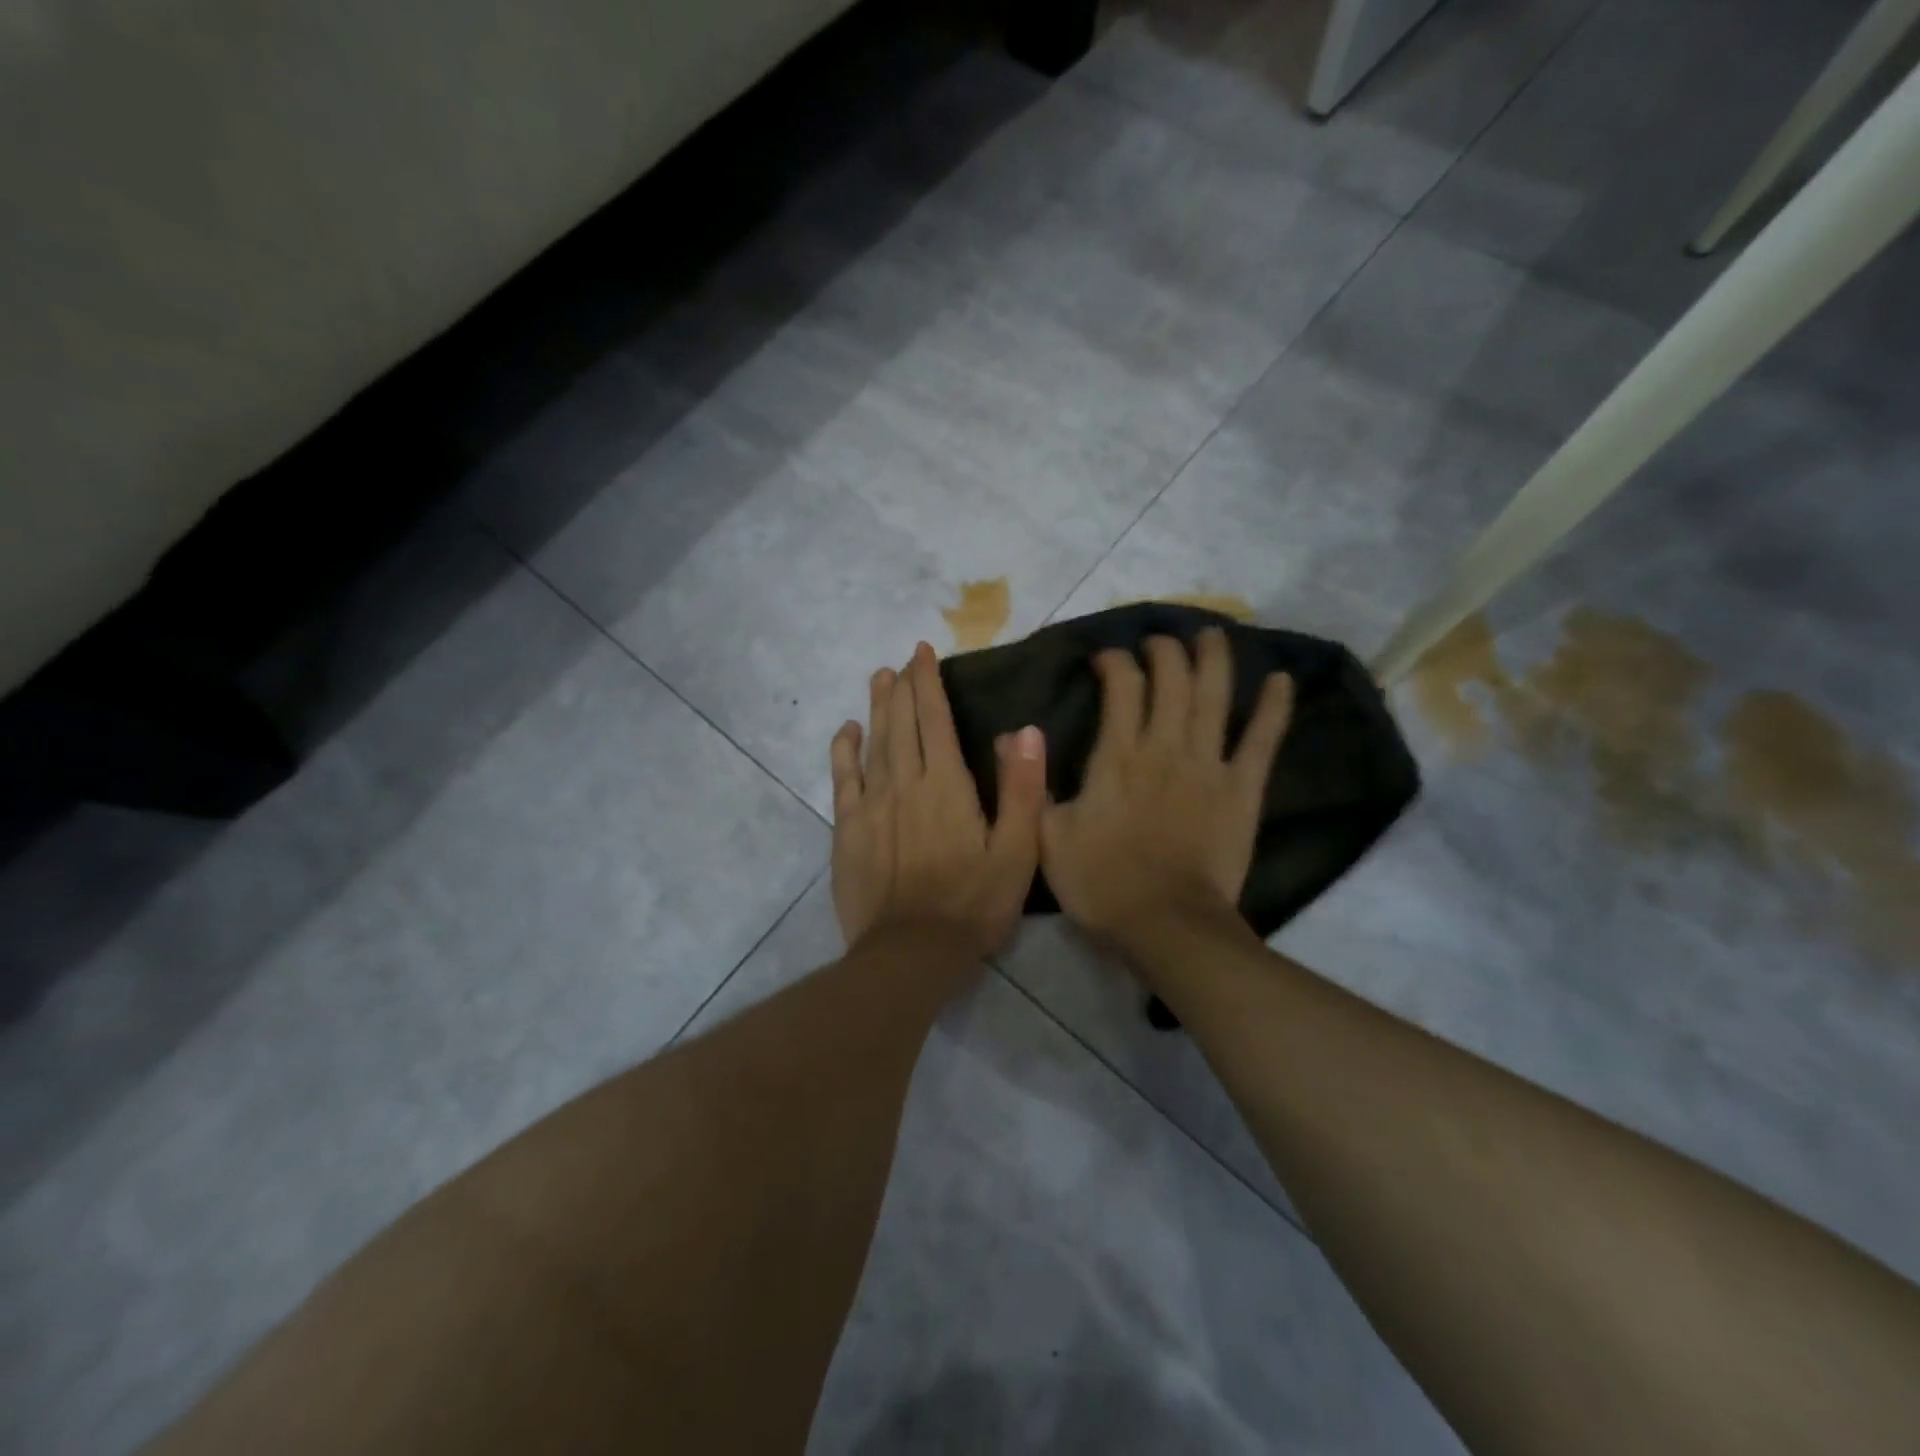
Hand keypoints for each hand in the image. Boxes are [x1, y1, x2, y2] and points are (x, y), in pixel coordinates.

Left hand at [830, 642, 1046, 958]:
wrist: (911, 952)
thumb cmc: (972, 903)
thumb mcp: (1017, 852)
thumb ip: (1022, 789)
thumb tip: (1025, 731)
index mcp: (947, 785)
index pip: (935, 719)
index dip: (928, 682)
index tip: (923, 652)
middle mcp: (905, 782)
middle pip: (901, 722)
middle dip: (902, 686)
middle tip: (903, 659)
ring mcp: (872, 804)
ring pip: (873, 742)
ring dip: (876, 707)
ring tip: (879, 677)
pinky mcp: (848, 828)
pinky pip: (844, 778)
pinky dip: (844, 750)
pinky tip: (847, 731)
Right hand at [1041, 629, 1292, 949]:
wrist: (1165, 925)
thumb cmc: (1101, 883)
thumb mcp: (1047, 837)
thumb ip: (1033, 784)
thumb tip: (1013, 736)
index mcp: (1117, 757)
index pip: (1121, 688)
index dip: (1114, 661)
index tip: (1106, 657)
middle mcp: (1164, 748)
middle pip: (1171, 680)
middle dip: (1165, 650)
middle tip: (1159, 639)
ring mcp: (1208, 765)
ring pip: (1214, 697)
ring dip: (1215, 659)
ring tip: (1213, 632)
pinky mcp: (1242, 789)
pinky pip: (1261, 741)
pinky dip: (1273, 709)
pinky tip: (1280, 680)